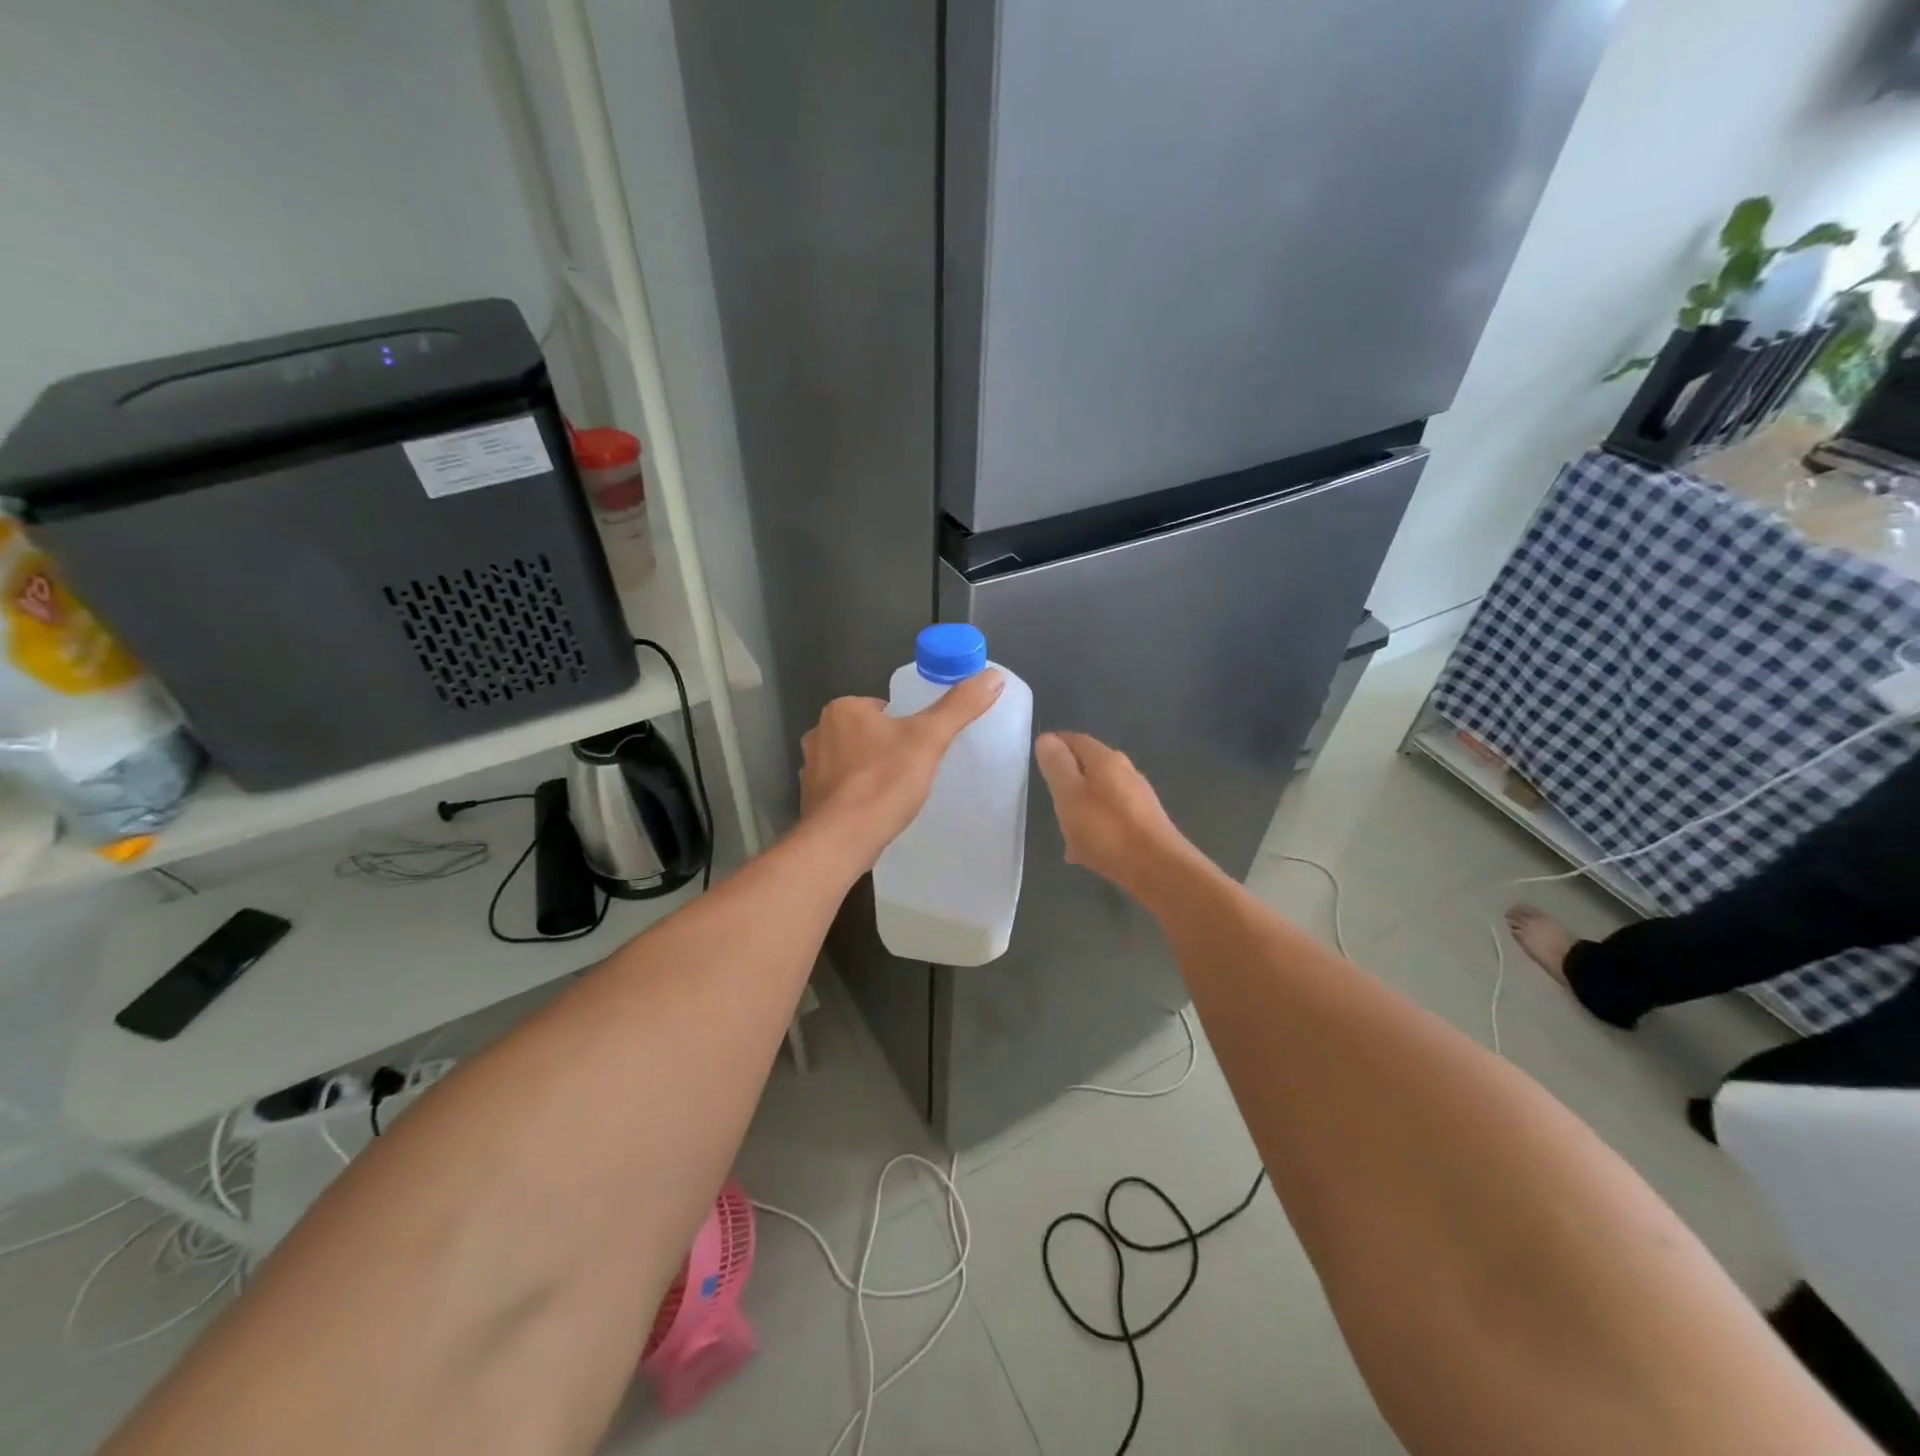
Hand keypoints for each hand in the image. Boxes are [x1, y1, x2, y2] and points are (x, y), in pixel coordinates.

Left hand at [799, 670, 1004, 865]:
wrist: (842, 839)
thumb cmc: (884, 782)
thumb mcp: (929, 739)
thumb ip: (959, 706)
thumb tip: (993, 676)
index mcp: (842, 709)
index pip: (882, 707)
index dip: (904, 725)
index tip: (920, 747)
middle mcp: (819, 732)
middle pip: (866, 733)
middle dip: (886, 748)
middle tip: (912, 770)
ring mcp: (809, 768)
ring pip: (851, 761)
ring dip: (870, 772)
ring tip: (895, 793)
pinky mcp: (810, 799)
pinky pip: (840, 789)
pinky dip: (856, 796)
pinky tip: (874, 812)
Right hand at [1034, 731, 1197, 894]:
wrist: (1159, 869)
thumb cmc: (1107, 830)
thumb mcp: (1070, 796)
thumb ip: (1057, 766)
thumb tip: (1046, 738)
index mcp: (1106, 760)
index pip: (1077, 740)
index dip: (1056, 745)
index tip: (1037, 759)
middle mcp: (1126, 772)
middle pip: (1089, 767)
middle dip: (1067, 779)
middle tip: (1047, 797)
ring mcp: (1138, 798)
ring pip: (1100, 794)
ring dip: (1080, 806)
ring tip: (1063, 830)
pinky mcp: (1145, 822)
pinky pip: (1111, 817)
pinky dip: (1095, 826)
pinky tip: (1086, 850)